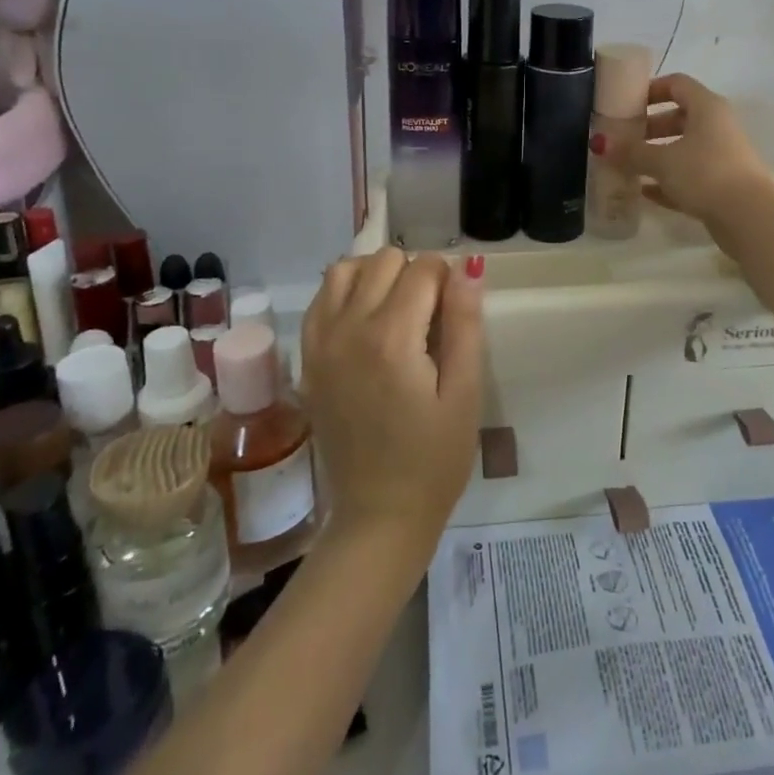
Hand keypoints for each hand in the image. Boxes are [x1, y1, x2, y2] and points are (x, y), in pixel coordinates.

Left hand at [302, 249, 484, 551]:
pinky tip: (367, 320)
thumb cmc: (435, 458)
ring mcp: (319, 343)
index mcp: (392, 338)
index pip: (422, 268)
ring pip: (345, 269)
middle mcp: (347, 329)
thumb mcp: (465, 392)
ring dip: (376, 276)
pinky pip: (321, 299)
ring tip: (398, 309)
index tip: (457, 311)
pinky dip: (345, 292)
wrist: (378, 514)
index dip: (448, 280)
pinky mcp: (306, 359)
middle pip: (383, 260)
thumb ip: (465, 323)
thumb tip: (467, 266)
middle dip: (414, 273)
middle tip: (432, 316)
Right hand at [592, 73, 773, 227]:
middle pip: (679, 118)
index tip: (626, 103)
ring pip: (684, 149)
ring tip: (627, 166)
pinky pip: (689, 176)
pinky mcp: (722, 184)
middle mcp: (717, 126)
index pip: (677, 84)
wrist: (748, 216)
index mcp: (707, 107)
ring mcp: (722, 156)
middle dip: (649, 127)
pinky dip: (668, 181)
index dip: (651, 89)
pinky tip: (644, 192)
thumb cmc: (704, 172)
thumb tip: (602, 144)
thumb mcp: (662, 161)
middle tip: (622, 138)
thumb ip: (632, 152)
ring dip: (656, 156)